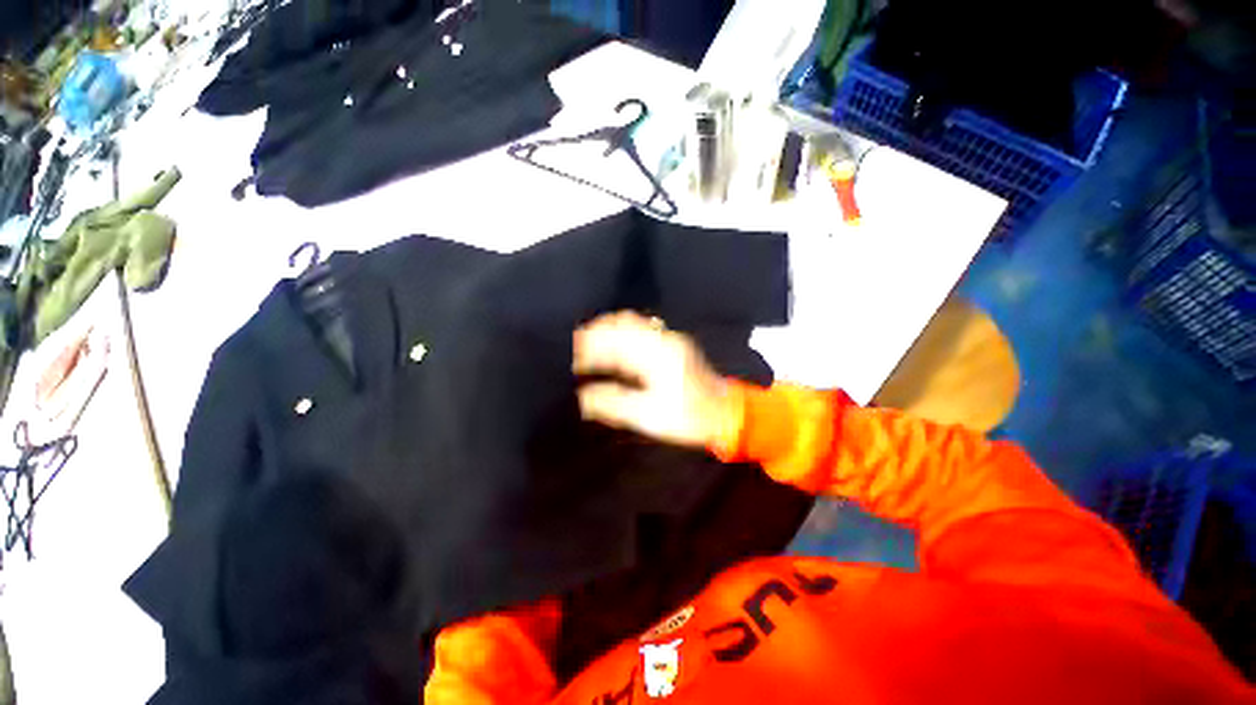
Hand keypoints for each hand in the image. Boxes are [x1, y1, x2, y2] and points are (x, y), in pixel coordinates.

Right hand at [573, 311, 735, 448]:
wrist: (726, 413)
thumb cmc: (688, 417)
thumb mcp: (649, 415)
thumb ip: (614, 403)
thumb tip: (582, 397)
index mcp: (656, 355)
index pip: (614, 342)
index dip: (589, 348)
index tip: (570, 358)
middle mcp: (662, 339)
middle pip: (621, 323)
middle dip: (595, 334)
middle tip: (575, 349)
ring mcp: (669, 338)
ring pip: (632, 323)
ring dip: (608, 331)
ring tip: (589, 346)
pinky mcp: (673, 343)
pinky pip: (642, 328)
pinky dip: (623, 334)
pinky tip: (613, 347)